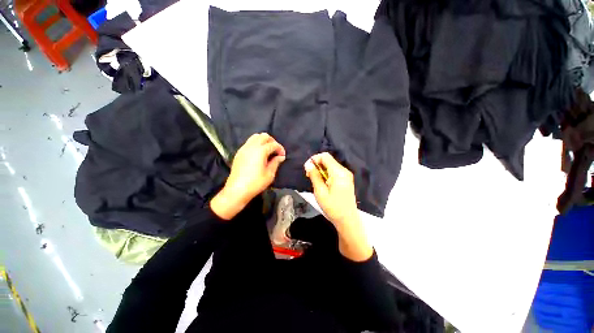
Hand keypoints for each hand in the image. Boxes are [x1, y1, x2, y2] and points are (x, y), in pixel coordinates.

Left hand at [211, 133, 285, 219]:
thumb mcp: (269, 174)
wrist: (237, 190)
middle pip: (263, 136)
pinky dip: (256, 144)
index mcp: (260, 150)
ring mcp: (244, 148)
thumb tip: (280, 156)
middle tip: (276, 151)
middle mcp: (251, 146)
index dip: (280, 148)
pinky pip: (249, 142)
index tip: (283, 156)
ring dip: (263, 141)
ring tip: (267, 151)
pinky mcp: (239, 153)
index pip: (273, 144)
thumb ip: (276, 162)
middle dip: (272, 141)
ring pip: (255, 137)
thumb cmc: (256, 183)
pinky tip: (258, 154)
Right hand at [304, 153, 371, 260]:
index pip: (325, 156)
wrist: (347, 220)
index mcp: (338, 172)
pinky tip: (323, 183)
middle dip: (317, 165)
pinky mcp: (346, 179)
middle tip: (309, 176)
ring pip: (331, 165)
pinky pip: (334, 171)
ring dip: (321, 170)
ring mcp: (346, 175)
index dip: (315, 159)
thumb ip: (314, 175)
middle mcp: (344, 170)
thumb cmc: (332, 207)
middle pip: (328, 160)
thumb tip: (308, 164)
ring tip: (315, 181)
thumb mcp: (320, 191)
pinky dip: (327, 174)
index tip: (307, 168)